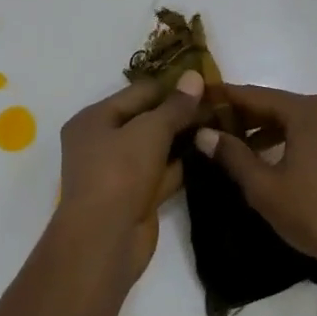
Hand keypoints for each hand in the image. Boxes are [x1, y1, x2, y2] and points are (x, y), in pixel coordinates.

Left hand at [57, 71, 204, 279]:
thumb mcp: (148, 131)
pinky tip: (212, 153)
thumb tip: (194, 77)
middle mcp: (103, 142)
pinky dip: (184, 165)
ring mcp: (120, 172)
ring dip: (185, 139)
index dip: (172, 87)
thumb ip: (174, 106)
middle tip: (220, 106)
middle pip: (147, 119)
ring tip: (222, 126)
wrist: (105, 238)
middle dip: (181, 114)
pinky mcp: (137, 196)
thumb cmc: (119, 174)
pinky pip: (163, 173)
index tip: (208, 84)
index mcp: (94, 119)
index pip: (138, 93)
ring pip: (157, 147)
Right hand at [195, 87, 316, 270]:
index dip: (225, 98)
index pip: (254, 95)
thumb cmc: (316, 213)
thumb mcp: (265, 187)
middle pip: (276, 106)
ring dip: (265, 132)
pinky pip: (312, 137)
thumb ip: (233, 156)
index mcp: (306, 112)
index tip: (197, 100)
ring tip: (237, 150)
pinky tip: (273, 164)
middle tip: (211, 128)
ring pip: (295, 123)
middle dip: (244, 116)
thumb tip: (204, 133)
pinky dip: (288, 142)